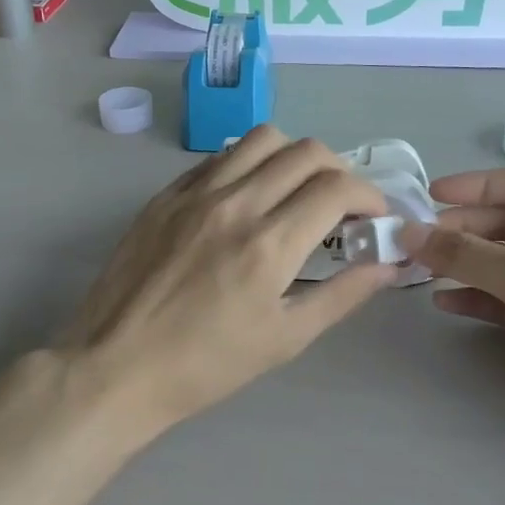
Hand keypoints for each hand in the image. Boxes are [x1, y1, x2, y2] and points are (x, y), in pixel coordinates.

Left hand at [59, 127, 397, 433]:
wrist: (116, 366)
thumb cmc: (206, 364)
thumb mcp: (284, 338)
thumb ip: (343, 295)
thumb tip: (389, 264)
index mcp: (269, 243)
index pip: (337, 187)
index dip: (369, 195)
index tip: (372, 216)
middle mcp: (236, 203)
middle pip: (306, 151)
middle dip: (338, 172)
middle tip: (338, 206)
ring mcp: (195, 193)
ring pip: (261, 139)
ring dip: (293, 157)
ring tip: (293, 191)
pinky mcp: (166, 194)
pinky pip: (218, 156)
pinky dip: (248, 164)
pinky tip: (246, 196)